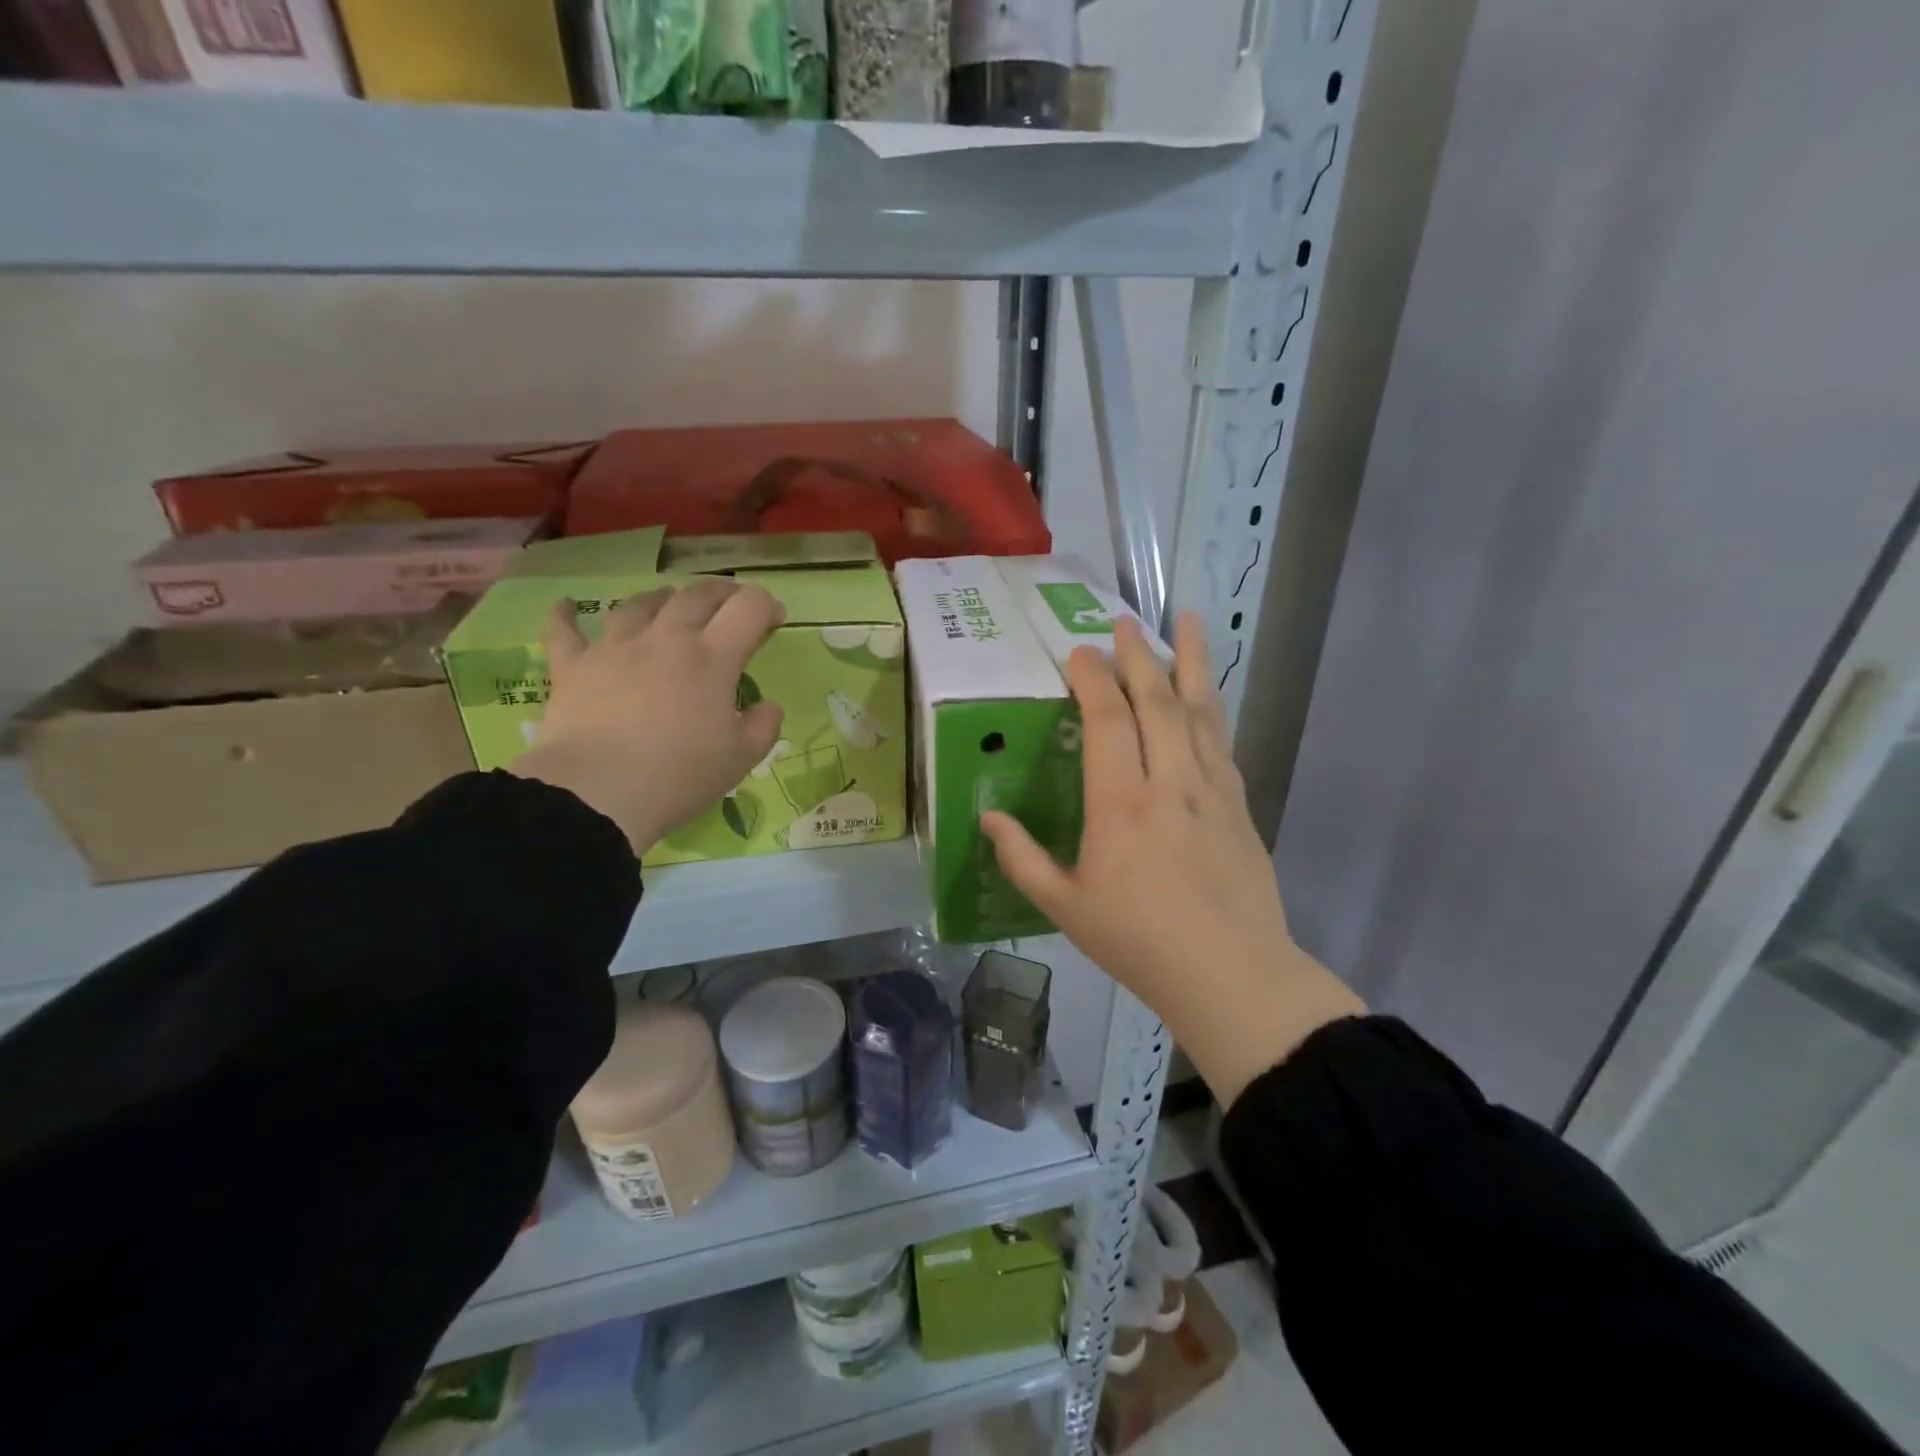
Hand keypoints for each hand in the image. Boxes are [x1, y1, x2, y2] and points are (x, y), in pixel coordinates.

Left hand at [510, 580, 785, 855]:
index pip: (749, 608)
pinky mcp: (572, 666)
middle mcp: (666, 639)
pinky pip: (564, 630)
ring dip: (661, 598)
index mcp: (712, 658)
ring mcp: (615, 648)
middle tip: (730, 605)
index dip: (767, 606)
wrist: (599, 793)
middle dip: (722, 593)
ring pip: (640, 604)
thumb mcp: (741, 759)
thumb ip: (764, 726)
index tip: (774, 620)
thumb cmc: (680, 776)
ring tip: (668, 602)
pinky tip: (567, 605)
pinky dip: (567, 614)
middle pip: (697, 595)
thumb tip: (769, 706)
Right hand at [982, 613, 1363, 1106]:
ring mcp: (1211, 788)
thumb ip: (1022, 859)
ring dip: (1189, 662)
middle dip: (1138, 655)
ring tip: (1188, 621)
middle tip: (1124, 621)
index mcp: (1120, 804)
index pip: (1107, 719)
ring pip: (1199, 710)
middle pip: (1155, 701)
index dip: (1092, 678)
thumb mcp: (1065, 907)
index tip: (1079, 653)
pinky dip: (1212, 705)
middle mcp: (1168, 782)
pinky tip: (1207, 692)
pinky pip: (1222, 739)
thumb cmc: (1138, 941)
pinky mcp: (1239, 802)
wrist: (1230, 973)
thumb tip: (989, 817)